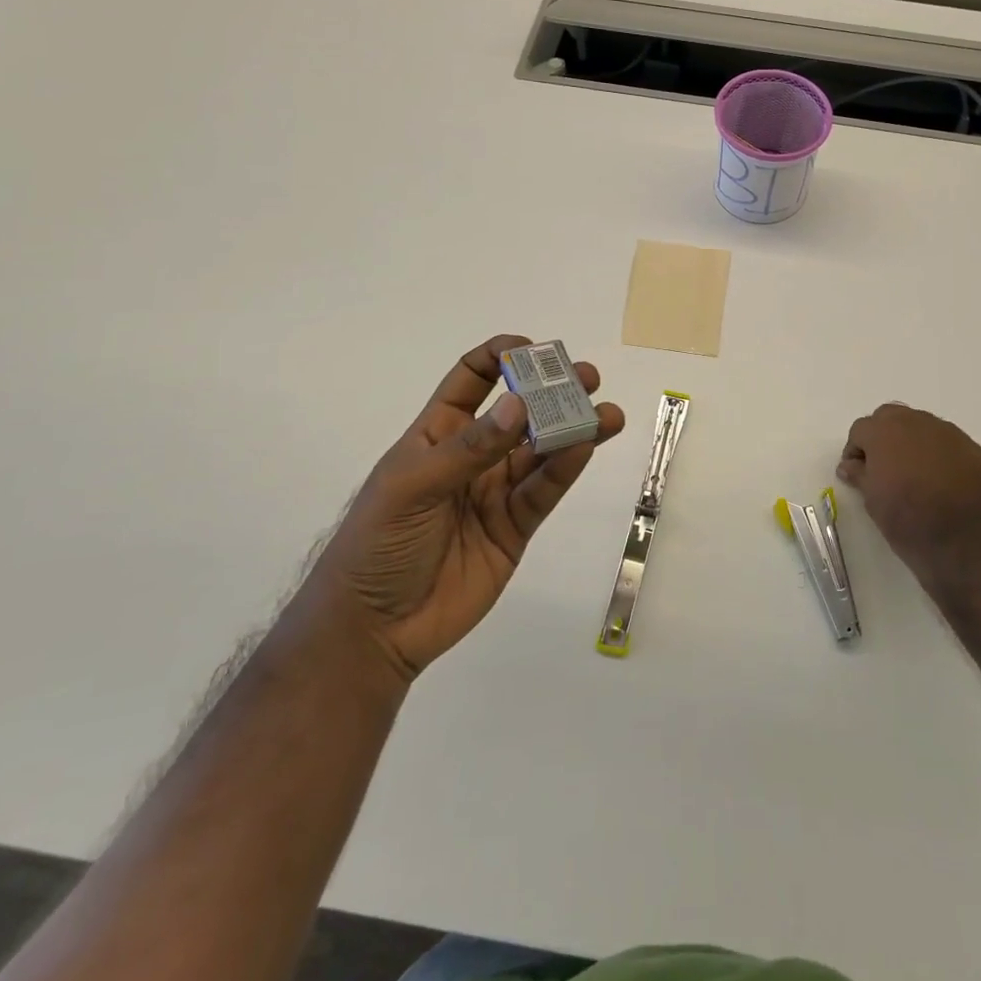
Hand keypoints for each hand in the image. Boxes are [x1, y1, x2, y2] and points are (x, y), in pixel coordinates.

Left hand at [317, 335, 624, 680]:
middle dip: (551, 391)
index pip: (471, 380)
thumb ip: (469, 448)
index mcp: (438, 433)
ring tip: (607, 414)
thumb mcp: (413, 486)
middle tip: (587, 377)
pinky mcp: (516, 527)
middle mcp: (473, 455)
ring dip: (574, 429)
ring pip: (542, 451)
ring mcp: (496, 491)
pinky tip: (585, 448)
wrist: (373, 630)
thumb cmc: (377, 543)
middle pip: (519, 412)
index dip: (500, 357)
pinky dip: (565, 469)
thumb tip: (519, 405)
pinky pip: (544, 491)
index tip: (533, 350)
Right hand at [838, 404, 980, 591]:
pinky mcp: (973, 448)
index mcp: (885, 433)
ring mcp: (949, 433)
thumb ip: (859, 474)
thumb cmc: (909, 523)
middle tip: (883, 466)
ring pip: (920, 425)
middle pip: (890, 417)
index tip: (857, 472)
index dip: (856, 450)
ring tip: (913, 472)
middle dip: (882, 436)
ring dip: (911, 441)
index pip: (861, 429)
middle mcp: (916, 423)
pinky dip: (937, 452)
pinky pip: (946, 441)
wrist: (967, 545)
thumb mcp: (873, 502)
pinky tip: (940, 479)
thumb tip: (850, 465)